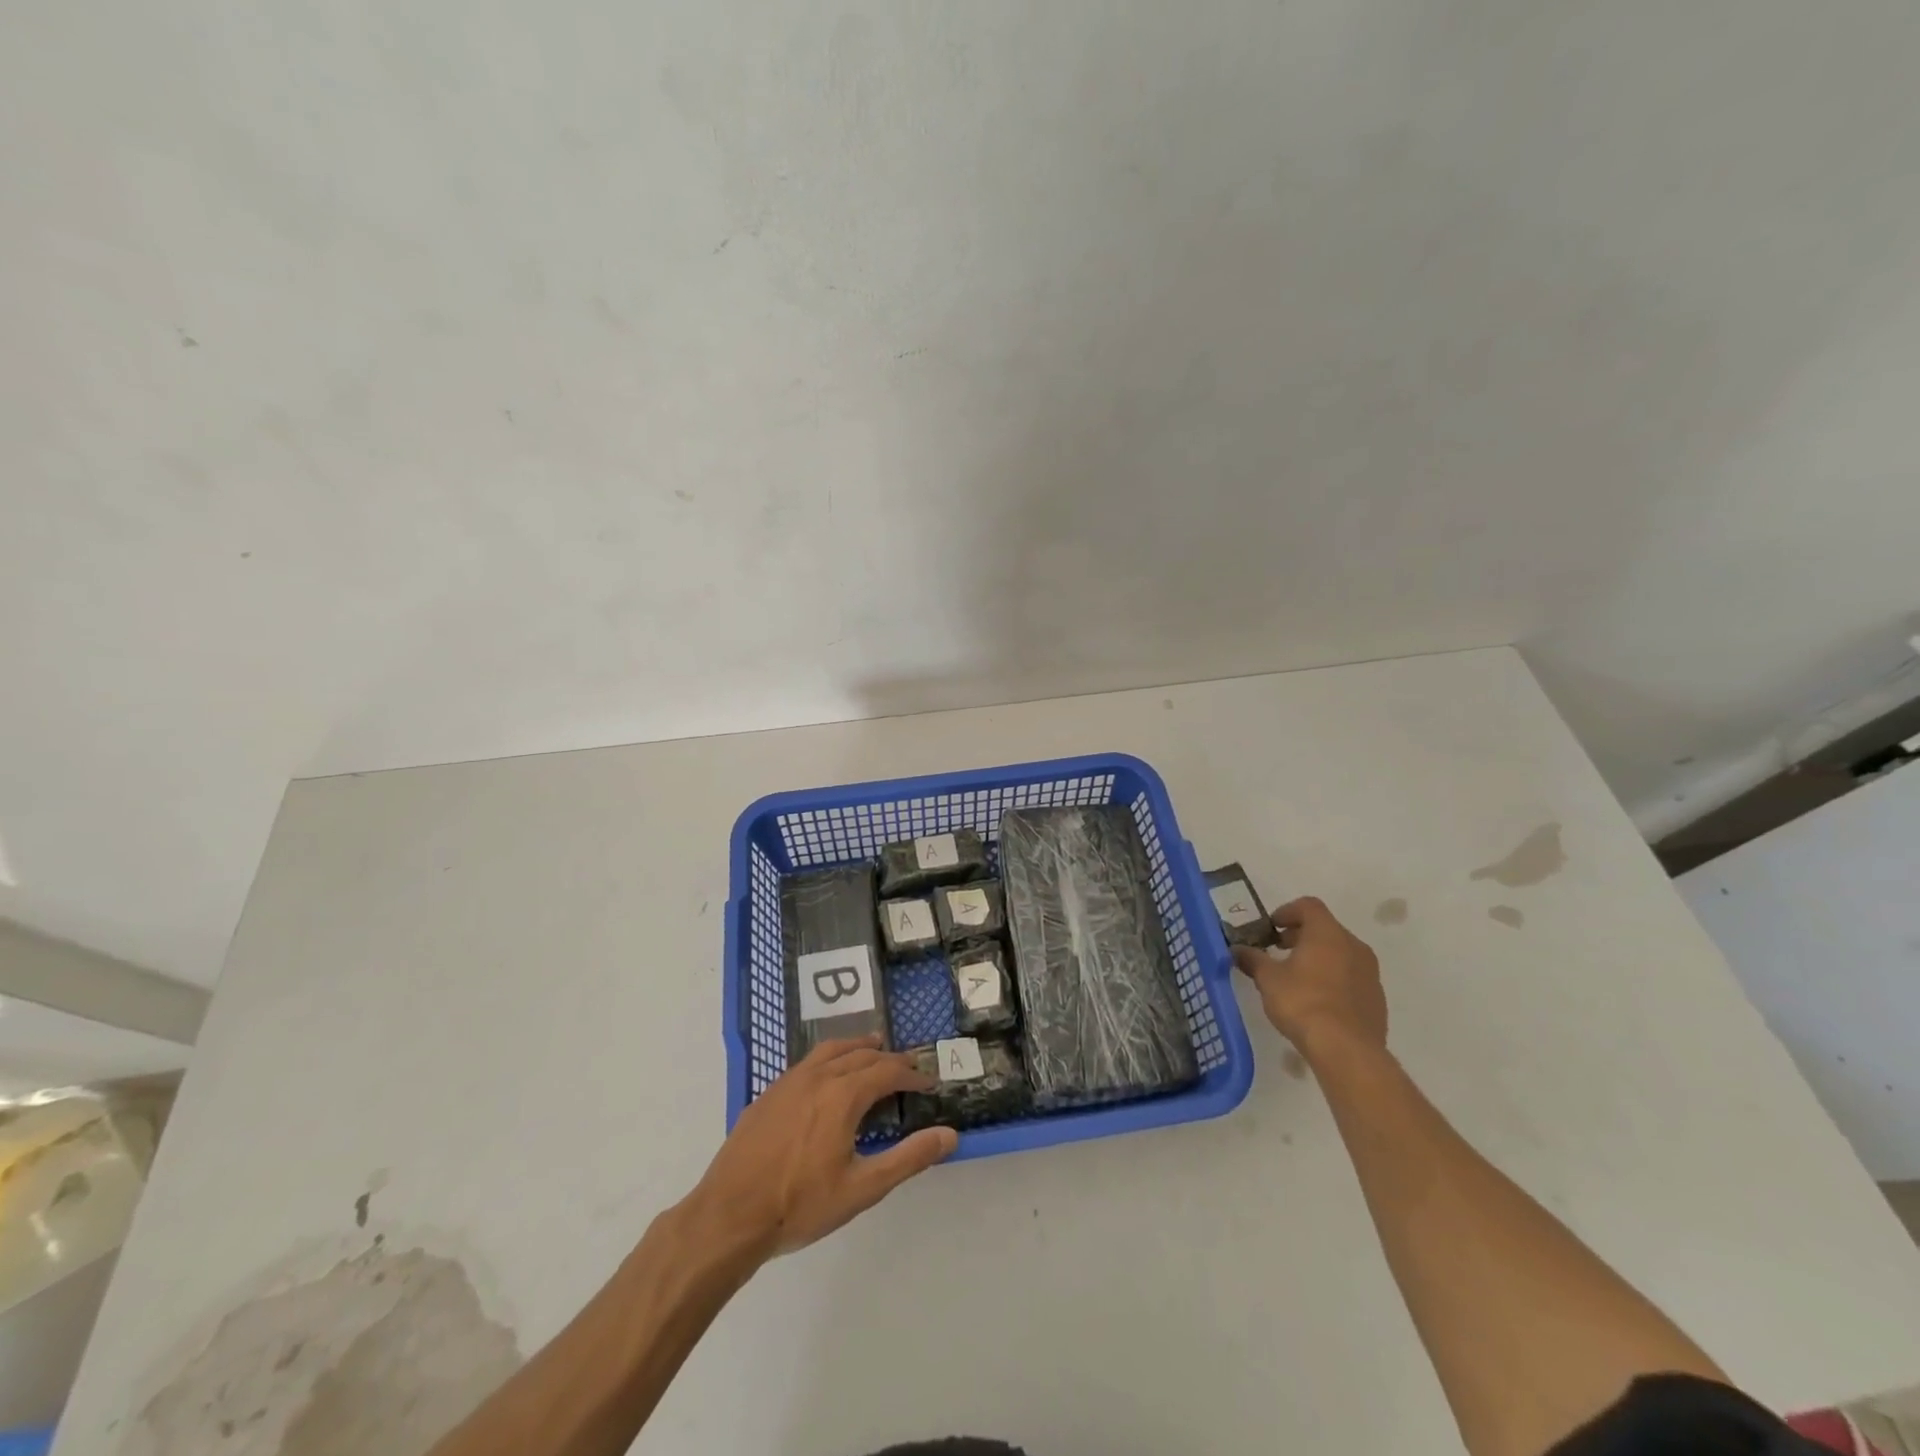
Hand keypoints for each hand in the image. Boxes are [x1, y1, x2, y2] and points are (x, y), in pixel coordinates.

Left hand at [683, 1035, 956, 1260]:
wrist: (729, 1216)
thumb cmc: (800, 1205)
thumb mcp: (862, 1188)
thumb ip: (908, 1159)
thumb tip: (949, 1135)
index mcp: (843, 1095)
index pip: (887, 1072)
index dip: (911, 1075)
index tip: (928, 1083)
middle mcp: (818, 1077)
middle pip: (861, 1055)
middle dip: (888, 1059)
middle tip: (907, 1067)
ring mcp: (788, 1082)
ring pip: (831, 1050)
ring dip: (857, 1047)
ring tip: (872, 1048)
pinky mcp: (768, 1094)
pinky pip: (807, 1062)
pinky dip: (830, 1058)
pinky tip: (827, 1075)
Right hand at [1232, 896, 1386, 1063]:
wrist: (1347, 1049)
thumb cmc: (1303, 1002)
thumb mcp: (1268, 979)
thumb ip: (1252, 959)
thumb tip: (1237, 950)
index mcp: (1327, 933)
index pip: (1309, 906)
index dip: (1287, 911)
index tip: (1272, 928)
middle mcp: (1354, 946)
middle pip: (1326, 928)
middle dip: (1301, 935)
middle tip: (1279, 950)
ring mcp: (1370, 973)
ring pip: (1341, 953)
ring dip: (1319, 957)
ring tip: (1297, 977)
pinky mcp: (1376, 998)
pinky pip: (1352, 977)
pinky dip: (1333, 978)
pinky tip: (1317, 1000)